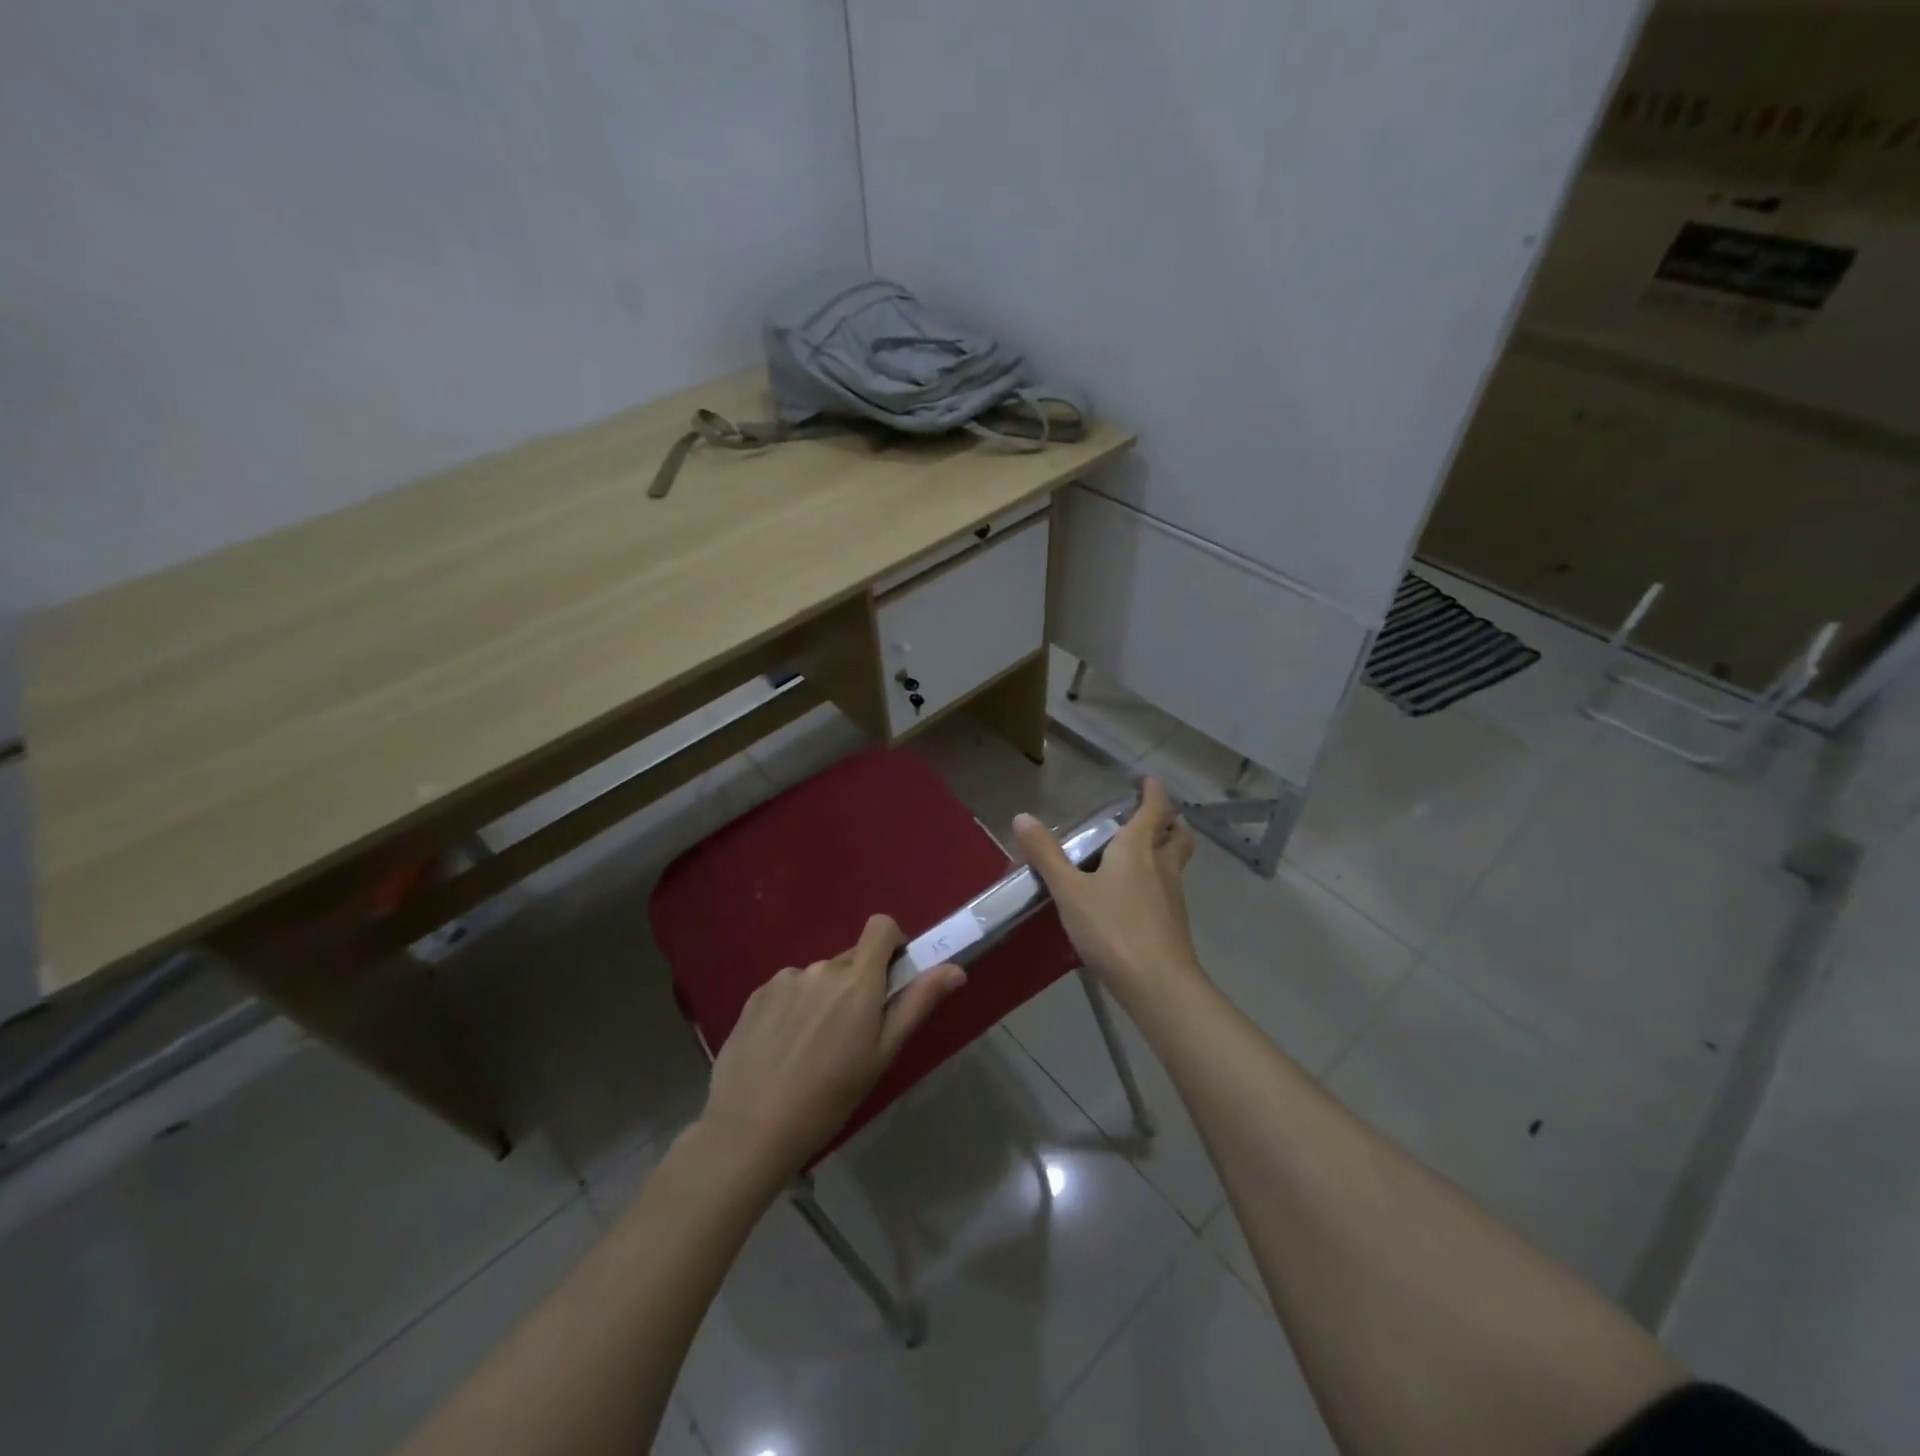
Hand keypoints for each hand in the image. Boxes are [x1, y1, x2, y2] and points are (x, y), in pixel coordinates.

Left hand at [699, 914, 965, 1181]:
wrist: (751, 1128)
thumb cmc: (829, 1097)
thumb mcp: (882, 1055)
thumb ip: (917, 1004)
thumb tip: (955, 969)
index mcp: (857, 981)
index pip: (881, 926)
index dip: (892, 943)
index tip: (892, 976)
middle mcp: (821, 968)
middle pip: (851, 958)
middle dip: (859, 983)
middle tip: (853, 1033)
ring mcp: (785, 979)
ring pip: (819, 977)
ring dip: (825, 997)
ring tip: (813, 1048)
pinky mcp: (756, 995)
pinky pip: (788, 989)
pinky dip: (794, 1007)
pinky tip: (784, 1048)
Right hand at [1013, 777, 1200, 1005]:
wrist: (1157, 984)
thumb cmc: (1112, 928)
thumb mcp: (1069, 890)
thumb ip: (1046, 855)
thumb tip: (1022, 817)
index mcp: (1138, 849)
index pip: (1154, 809)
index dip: (1154, 792)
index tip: (1149, 780)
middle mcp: (1161, 866)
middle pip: (1177, 835)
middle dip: (1171, 821)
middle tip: (1158, 815)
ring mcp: (1173, 896)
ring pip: (1176, 863)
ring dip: (1167, 850)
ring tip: (1145, 853)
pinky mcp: (1173, 924)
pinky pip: (1169, 890)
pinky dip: (1159, 881)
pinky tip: (1137, 897)